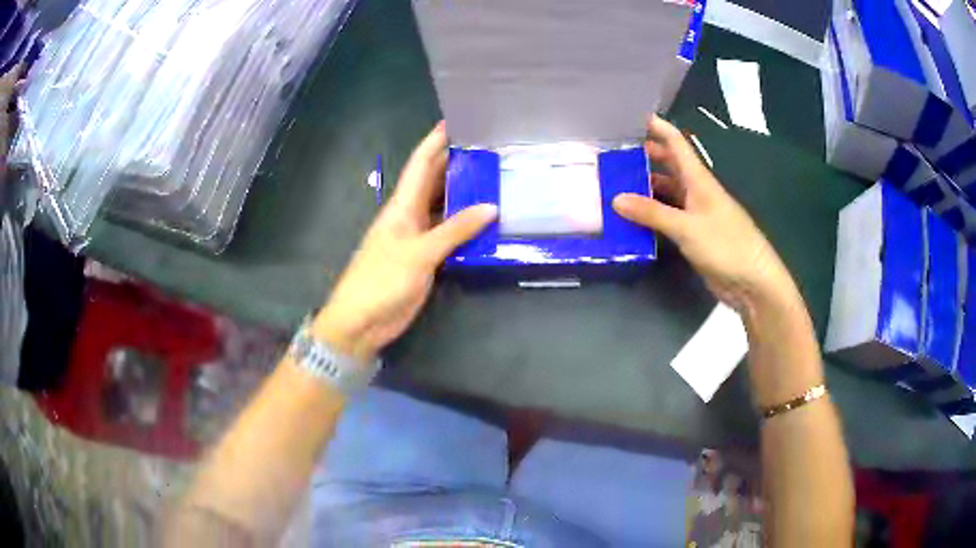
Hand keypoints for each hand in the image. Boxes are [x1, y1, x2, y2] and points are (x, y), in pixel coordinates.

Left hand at [313, 122, 496, 363]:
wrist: (362, 321)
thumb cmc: (382, 280)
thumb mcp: (419, 253)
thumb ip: (455, 230)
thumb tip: (492, 207)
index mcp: (402, 205)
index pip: (421, 163)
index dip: (436, 140)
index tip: (457, 120)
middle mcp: (410, 216)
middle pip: (434, 182)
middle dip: (456, 163)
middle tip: (489, 150)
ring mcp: (418, 238)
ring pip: (444, 208)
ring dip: (464, 195)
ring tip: (495, 180)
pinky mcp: (426, 259)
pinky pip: (450, 235)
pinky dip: (467, 227)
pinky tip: (487, 223)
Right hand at [612, 116, 795, 313]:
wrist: (752, 282)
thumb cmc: (726, 246)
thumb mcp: (687, 227)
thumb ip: (653, 213)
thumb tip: (616, 198)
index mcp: (699, 180)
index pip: (677, 144)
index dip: (659, 128)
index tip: (635, 116)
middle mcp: (697, 191)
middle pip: (670, 166)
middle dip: (647, 156)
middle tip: (616, 153)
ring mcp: (696, 214)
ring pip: (667, 192)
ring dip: (646, 187)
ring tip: (616, 184)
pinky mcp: (695, 235)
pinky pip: (669, 217)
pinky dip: (652, 214)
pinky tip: (633, 218)